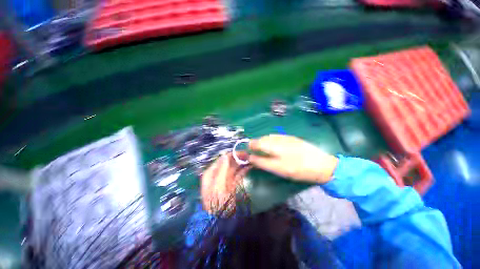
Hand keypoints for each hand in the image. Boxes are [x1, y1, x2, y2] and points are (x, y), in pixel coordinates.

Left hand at [201, 153, 250, 213]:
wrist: (222, 221)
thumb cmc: (217, 203)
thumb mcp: (218, 186)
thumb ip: (221, 170)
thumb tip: (225, 155)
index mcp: (211, 173)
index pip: (222, 159)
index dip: (232, 155)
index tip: (243, 152)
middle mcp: (218, 174)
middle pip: (228, 163)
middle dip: (238, 158)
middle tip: (249, 155)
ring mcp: (226, 179)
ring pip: (235, 167)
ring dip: (242, 163)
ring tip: (251, 159)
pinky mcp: (233, 184)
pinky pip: (239, 174)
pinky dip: (244, 170)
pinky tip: (250, 167)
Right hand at [248, 135, 337, 183]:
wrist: (321, 164)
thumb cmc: (298, 169)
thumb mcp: (278, 168)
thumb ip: (262, 162)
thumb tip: (250, 157)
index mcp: (273, 145)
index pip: (256, 142)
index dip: (250, 146)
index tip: (247, 152)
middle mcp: (278, 138)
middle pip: (262, 138)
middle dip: (256, 144)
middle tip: (254, 152)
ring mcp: (286, 137)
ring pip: (269, 137)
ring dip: (263, 142)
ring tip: (263, 149)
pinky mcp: (292, 138)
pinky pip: (277, 137)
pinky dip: (271, 141)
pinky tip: (274, 146)